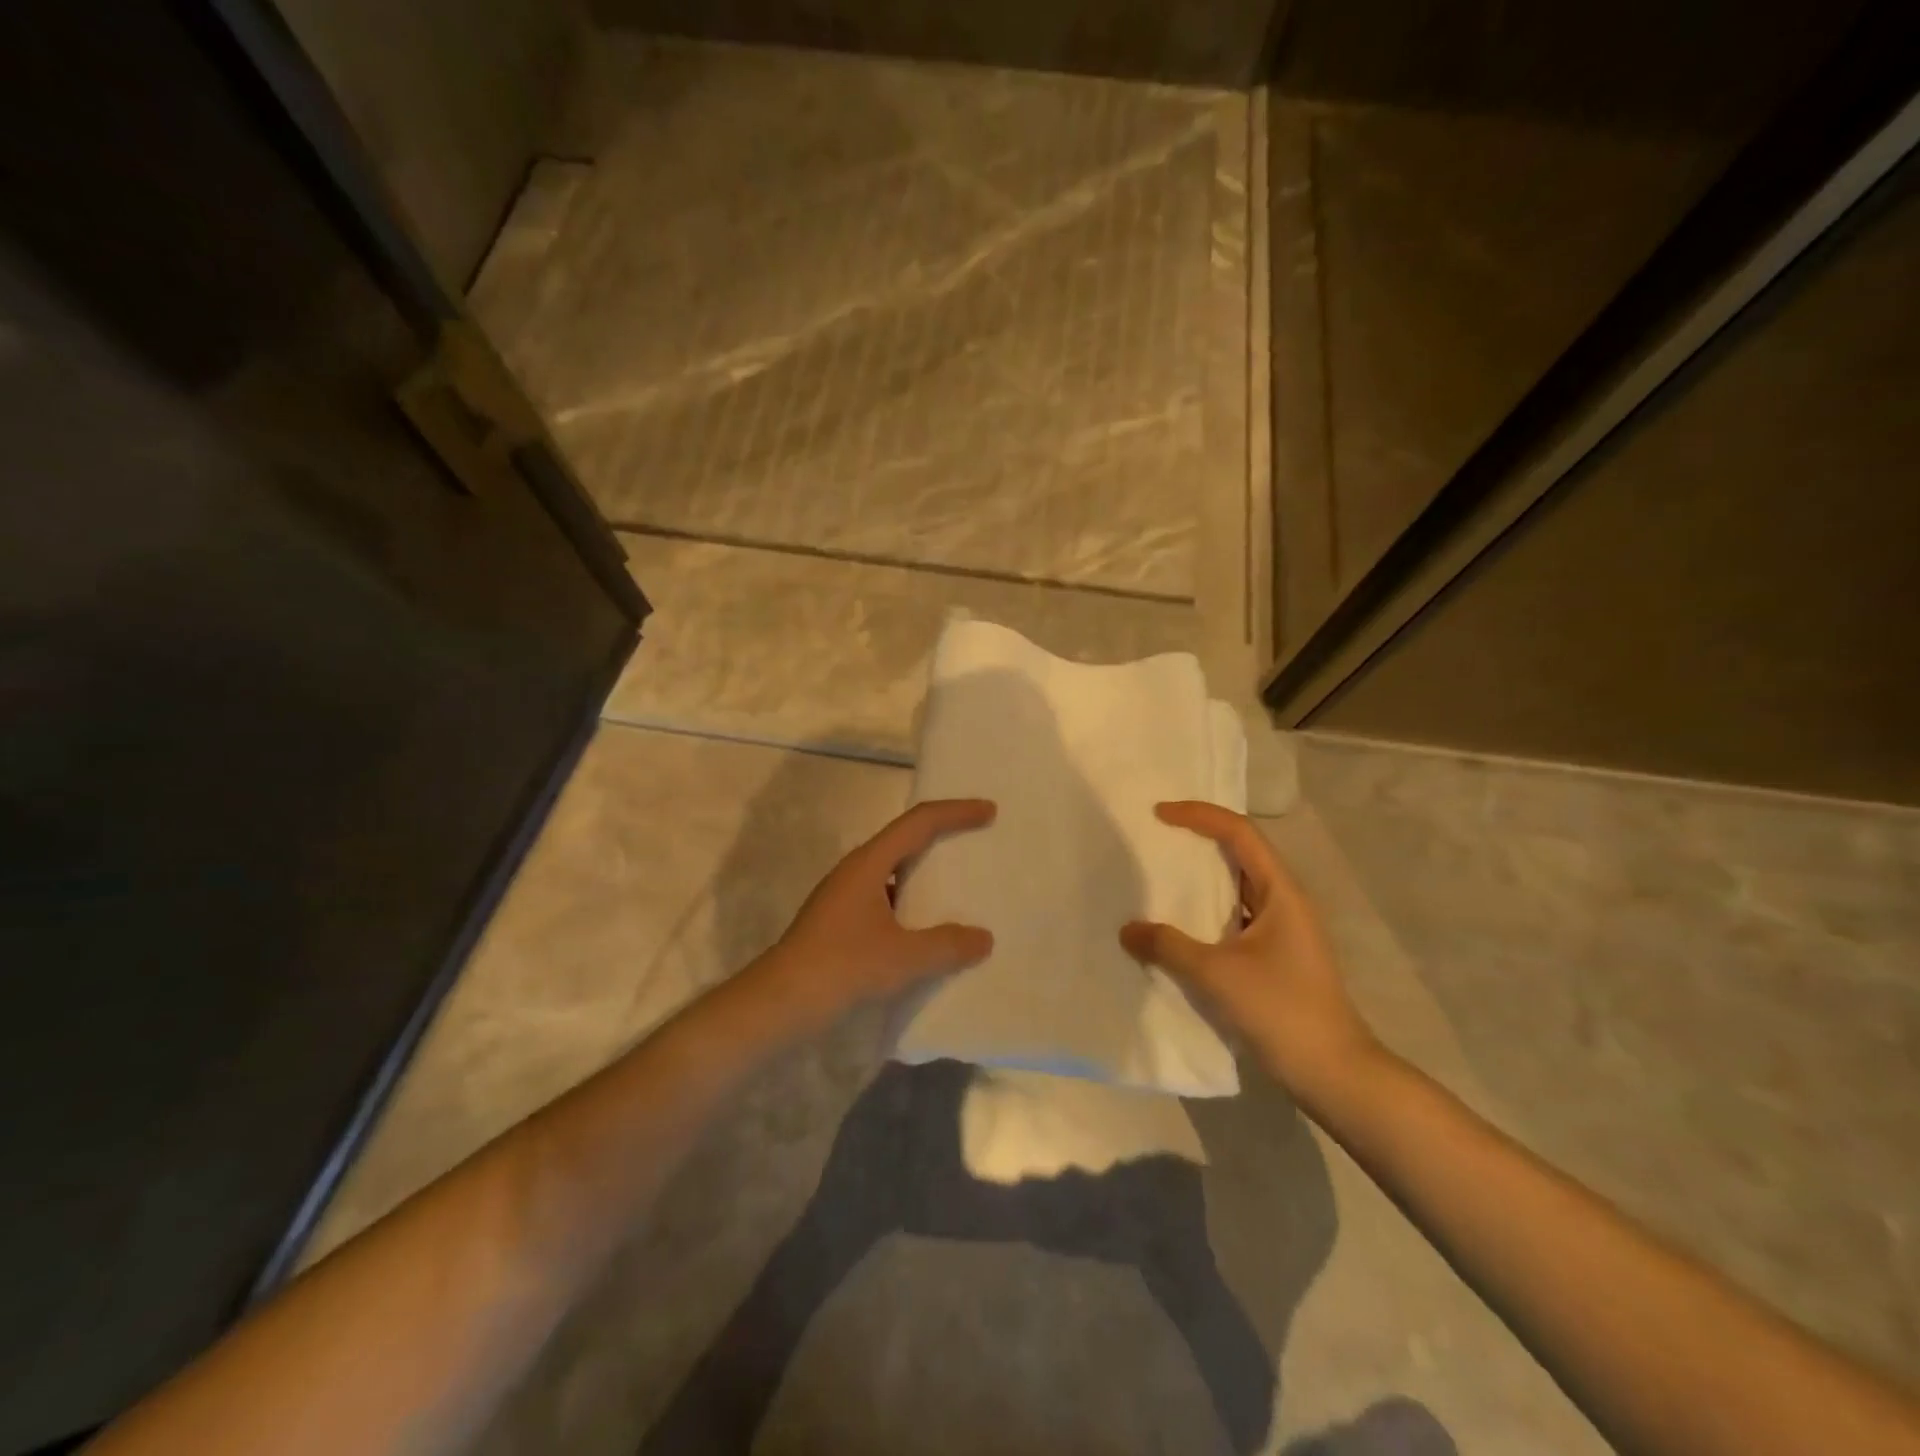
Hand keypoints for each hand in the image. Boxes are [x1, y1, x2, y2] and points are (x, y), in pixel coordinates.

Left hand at [757, 799, 996, 1027]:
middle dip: (943, 836)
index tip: (989, 811)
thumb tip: (983, 938)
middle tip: (977, 840)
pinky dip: (912, 904)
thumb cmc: (842, 967)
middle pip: (906, 840)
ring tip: (960, 886)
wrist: (779, 1004)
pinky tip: (928, 929)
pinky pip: (886, 899)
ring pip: (895, 872)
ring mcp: (845, 897)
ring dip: (926, 874)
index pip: (918, 822)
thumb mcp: (903, 957)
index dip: (955, 812)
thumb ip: (947, 945)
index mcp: (869, 863)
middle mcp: (856, 871)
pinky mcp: (841, 922)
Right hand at [1120, 801, 1380, 1106]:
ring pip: (1237, 887)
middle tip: (1156, 838)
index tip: (1159, 814)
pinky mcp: (1274, 957)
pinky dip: (1205, 911)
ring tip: (1160, 875)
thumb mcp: (1216, 974)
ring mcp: (1282, 930)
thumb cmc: (1281, 1010)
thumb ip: (1167, 946)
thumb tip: (1127, 930)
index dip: (1199, 815)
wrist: (1334, 1074)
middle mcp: (1284, 902)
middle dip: (1199, 839)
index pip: (1240, 833)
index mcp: (1281, 892)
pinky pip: (1234, 917)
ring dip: (1202, 877)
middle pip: (1240, 853)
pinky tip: (1178, 925)